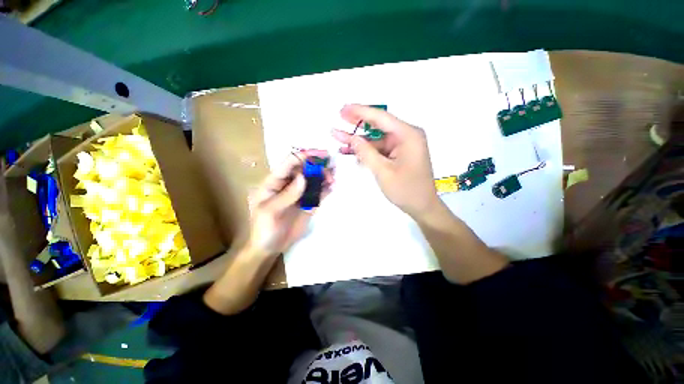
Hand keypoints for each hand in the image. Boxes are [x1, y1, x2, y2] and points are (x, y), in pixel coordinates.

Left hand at [246, 150, 332, 256]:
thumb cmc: (263, 229)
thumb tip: (304, 177)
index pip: (289, 163)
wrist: (270, 247)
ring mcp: (300, 193)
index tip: (321, 154)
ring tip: (333, 178)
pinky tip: (333, 187)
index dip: (304, 156)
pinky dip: (326, 188)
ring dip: (324, 175)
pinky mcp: (308, 203)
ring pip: (313, 179)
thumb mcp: (270, 211)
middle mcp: (289, 184)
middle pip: (304, 168)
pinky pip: (319, 192)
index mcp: (274, 182)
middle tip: (331, 166)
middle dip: (318, 164)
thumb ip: (287, 194)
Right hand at [332, 104, 438, 217]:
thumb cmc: (406, 190)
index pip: (381, 118)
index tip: (343, 109)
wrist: (422, 207)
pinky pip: (381, 149)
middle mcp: (407, 135)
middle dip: (359, 122)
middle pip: (379, 125)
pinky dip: (367, 150)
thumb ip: (366, 152)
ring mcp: (403, 145)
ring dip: (360, 140)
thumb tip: (352, 138)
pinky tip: (352, 151)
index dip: (360, 112)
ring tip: (339, 137)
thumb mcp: (383, 171)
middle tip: (340, 116)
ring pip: (377, 139)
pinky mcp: (399, 154)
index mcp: (408, 135)